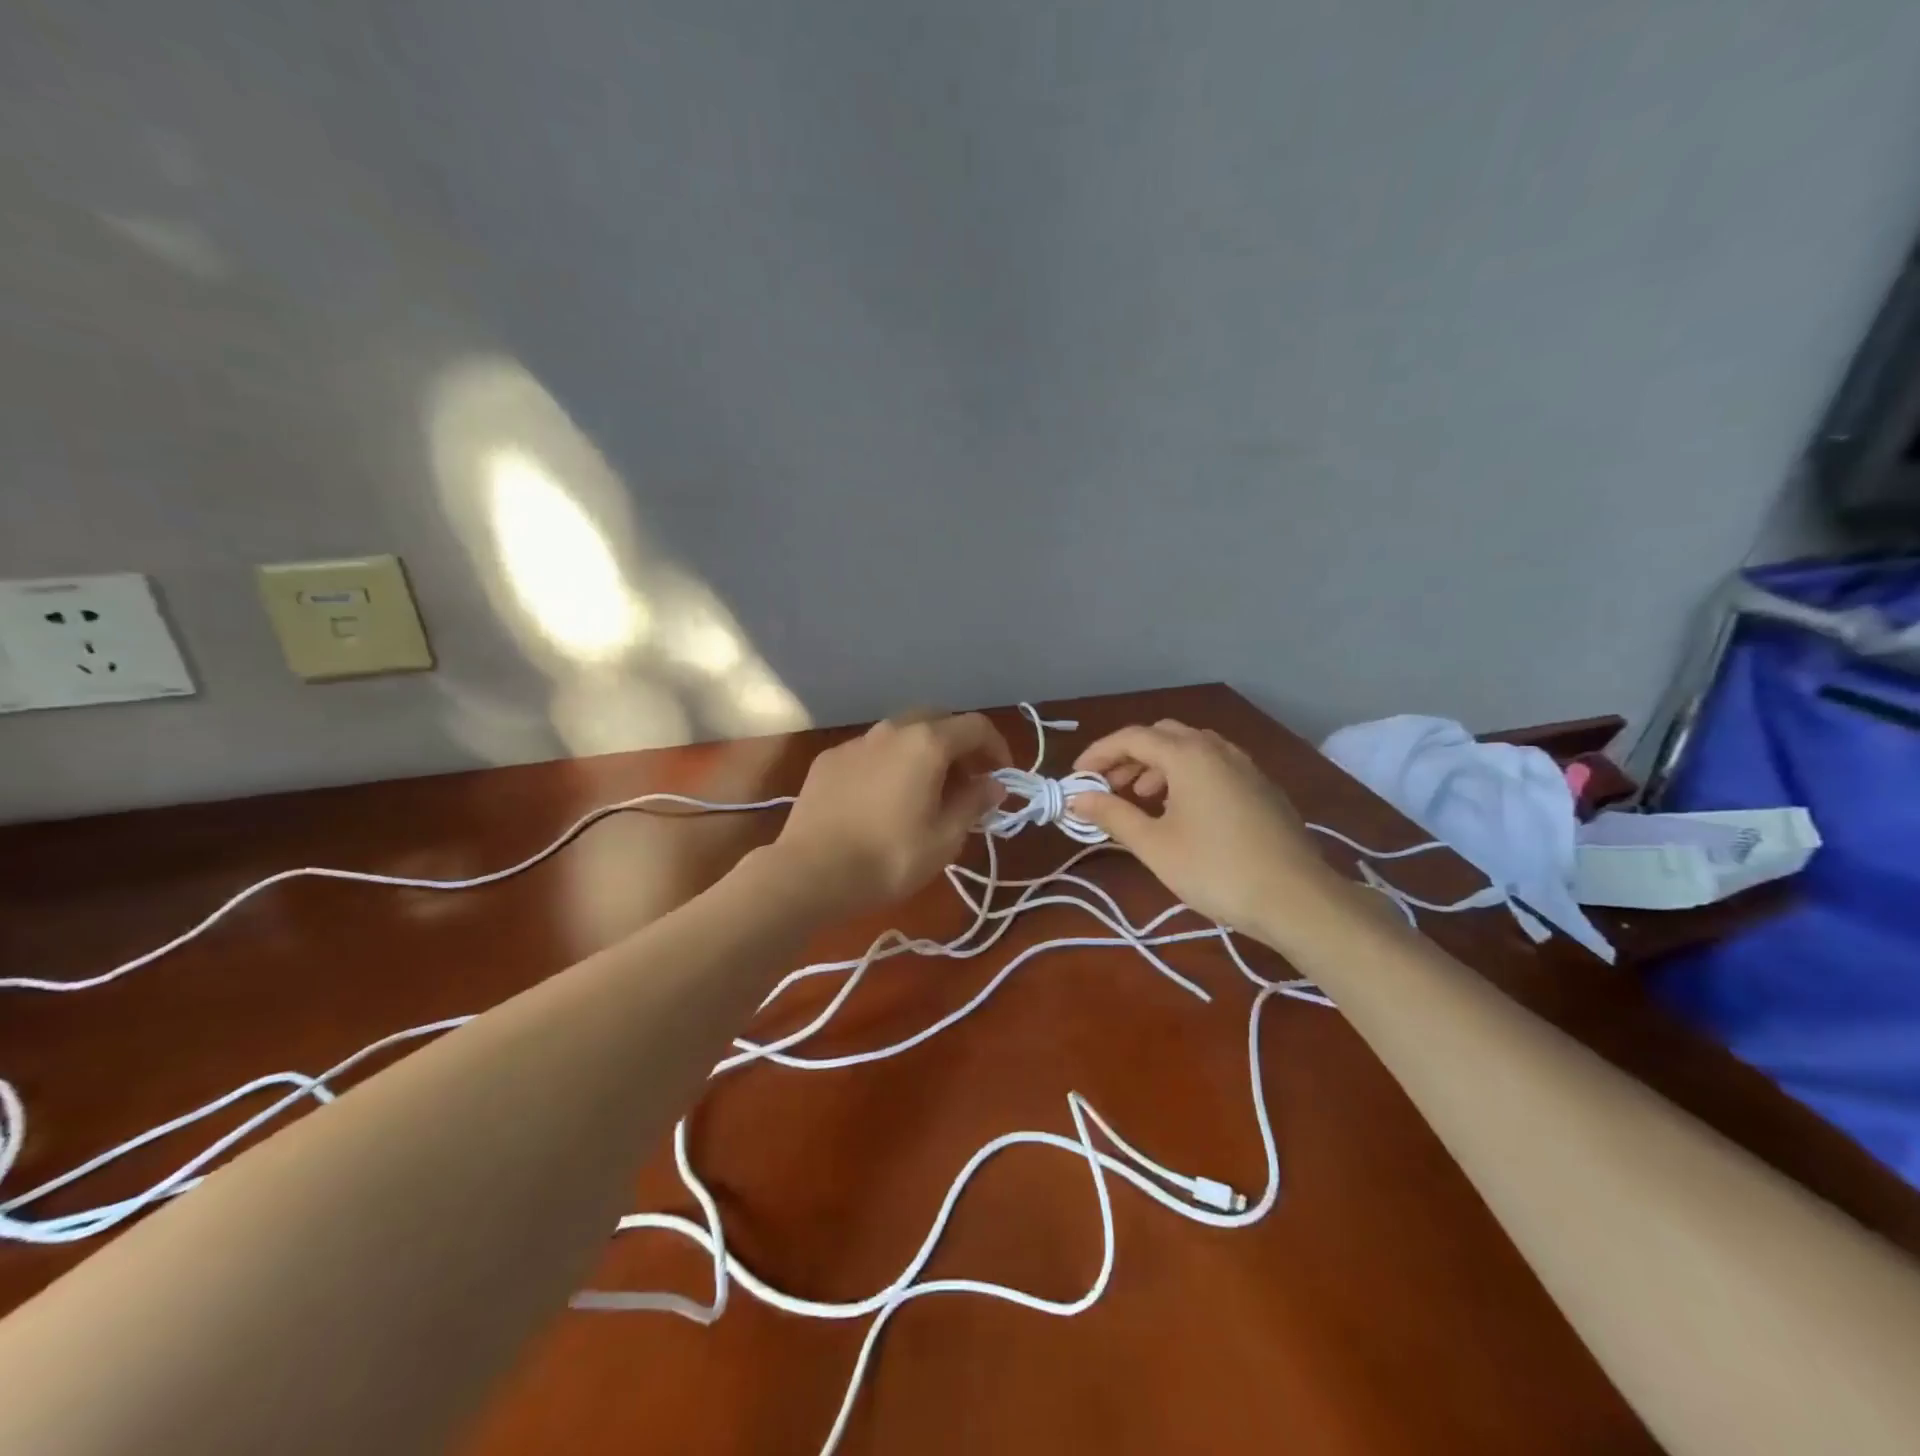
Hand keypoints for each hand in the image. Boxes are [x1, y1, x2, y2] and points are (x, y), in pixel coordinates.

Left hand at [771, 711, 1012, 917]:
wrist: (809, 873)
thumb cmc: (888, 858)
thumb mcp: (944, 839)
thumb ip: (974, 804)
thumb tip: (994, 784)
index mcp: (926, 743)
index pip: (976, 726)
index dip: (997, 748)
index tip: (1001, 777)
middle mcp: (892, 730)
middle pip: (937, 720)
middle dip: (959, 745)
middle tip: (967, 781)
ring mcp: (856, 742)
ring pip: (901, 733)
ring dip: (923, 752)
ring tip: (927, 790)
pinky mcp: (829, 760)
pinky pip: (872, 751)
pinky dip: (891, 763)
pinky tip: (884, 797)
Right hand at [1068, 721, 1337, 936]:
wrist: (1296, 899)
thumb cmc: (1216, 870)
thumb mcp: (1154, 845)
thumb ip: (1113, 815)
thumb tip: (1079, 798)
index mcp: (1188, 755)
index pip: (1132, 737)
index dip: (1098, 753)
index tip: (1077, 778)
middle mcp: (1217, 749)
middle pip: (1162, 735)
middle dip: (1129, 756)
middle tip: (1108, 787)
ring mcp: (1245, 766)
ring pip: (1190, 748)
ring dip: (1158, 765)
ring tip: (1141, 800)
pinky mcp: (1261, 787)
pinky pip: (1213, 765)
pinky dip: (1186, 775)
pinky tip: (1182, 812)